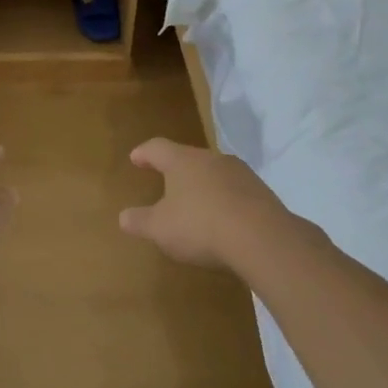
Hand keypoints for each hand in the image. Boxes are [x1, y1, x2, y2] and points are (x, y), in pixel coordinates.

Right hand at [118, 138, 291, 271]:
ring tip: (195, 204)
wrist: (263, 239)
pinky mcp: (263, 193)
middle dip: (176, 170)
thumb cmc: (200, 226)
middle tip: (165, 181)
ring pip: (214, 173)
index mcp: (183, 161)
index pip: (158, 148)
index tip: (135, 158)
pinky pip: (235, 192)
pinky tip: (222, 220)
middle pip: (189, 158)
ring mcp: (241, 174)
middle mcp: (212, 159)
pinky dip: (224, 201)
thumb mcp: (159, 229)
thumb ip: (140, 221)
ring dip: (203, 185)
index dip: (144, 153)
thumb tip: (124, 216)